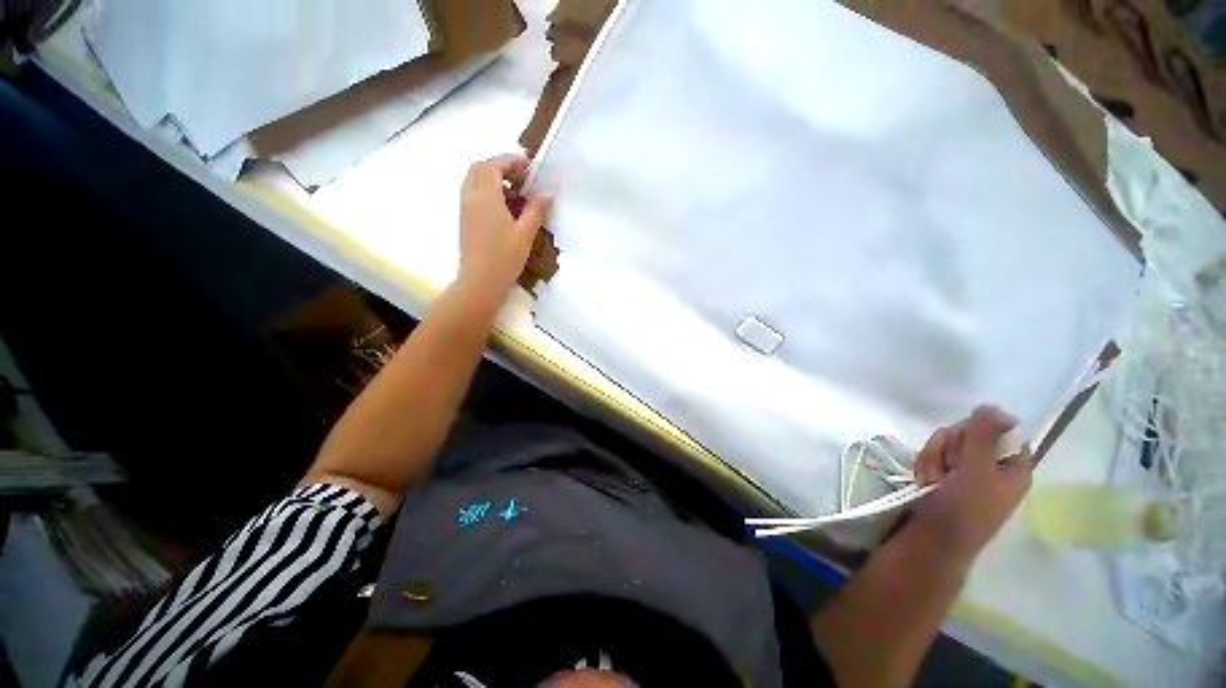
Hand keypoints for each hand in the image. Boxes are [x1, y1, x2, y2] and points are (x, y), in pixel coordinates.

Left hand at [458, 154, 552, 298]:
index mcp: (485, 196)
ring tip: (514, 192)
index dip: (510, 160)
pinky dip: (487, 191)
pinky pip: (473, 195)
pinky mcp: (465, 221)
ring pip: (473, 181)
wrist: (480, 282)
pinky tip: (504, 208)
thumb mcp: (525, 233)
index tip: (528, 163)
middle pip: (478, 168)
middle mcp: (470, 197)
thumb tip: (549, 192)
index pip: (493, 165)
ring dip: (492, 178)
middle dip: (499, 166)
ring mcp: (465, 209)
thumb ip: (537, 210)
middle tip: (520, 176)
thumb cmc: (504, 257)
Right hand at [909, 405, 1033, 561]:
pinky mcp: (942, 476)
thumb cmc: (962, 511)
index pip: (1001, 430)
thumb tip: (992, 405)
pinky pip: (932, 455)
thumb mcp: (976, 473)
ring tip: (931, 478)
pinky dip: (924, 464)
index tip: (967, 442)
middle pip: (970, 433)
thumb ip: (983, 438)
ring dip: (933, 456)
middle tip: (947, 466)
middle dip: (950, 446)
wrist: (929, 542)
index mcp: (1013, 468)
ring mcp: (965, 473)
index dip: (980, 431)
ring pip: (946, 443)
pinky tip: (922, 480)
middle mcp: (991, 467)